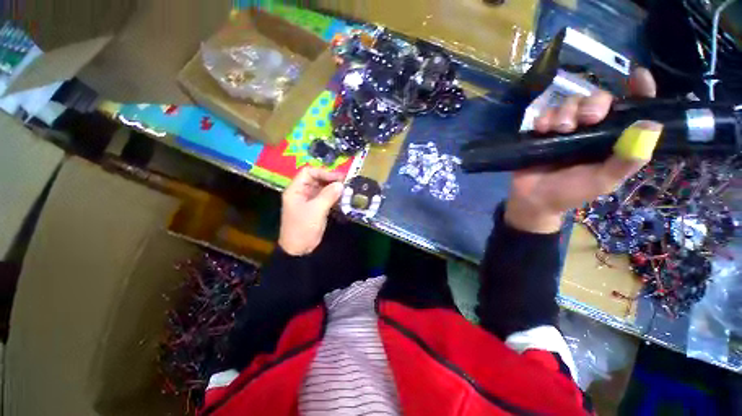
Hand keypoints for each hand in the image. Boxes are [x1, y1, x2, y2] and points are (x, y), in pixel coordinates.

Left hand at [279, 167, 344, 255]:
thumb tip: (341, 184)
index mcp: (296, 190)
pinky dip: (334, 196)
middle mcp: (302, 192)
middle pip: (316, 179)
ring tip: (347, 189)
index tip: (338, 178)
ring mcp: (309, 200)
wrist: (299, 249)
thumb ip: (328, 195)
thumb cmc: (303, 228)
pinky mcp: (316, 208)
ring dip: (334, 188)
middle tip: (346, 182)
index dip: (323, 172)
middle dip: (330, 180)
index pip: (308, 172)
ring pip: (322, 188)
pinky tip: (343, 198)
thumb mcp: (316, 210)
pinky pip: (325, 198)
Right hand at [505, 68, 660, 233]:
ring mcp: (565, 129)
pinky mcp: (543, 131)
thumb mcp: (603, 180)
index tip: (638, 76)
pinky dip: (544, 117)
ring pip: (571, 103)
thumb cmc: (569, 192)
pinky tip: (541, 129)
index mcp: (613, 140)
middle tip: (588, 118)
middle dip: (594, 103)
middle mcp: (592, 129)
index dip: (639, 91)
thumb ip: (627, 160)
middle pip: (598, 99)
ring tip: (559, 129)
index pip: (632, 109)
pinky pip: (545, 113)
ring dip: (566, 111)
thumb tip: (652, 125)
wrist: (531, 198)